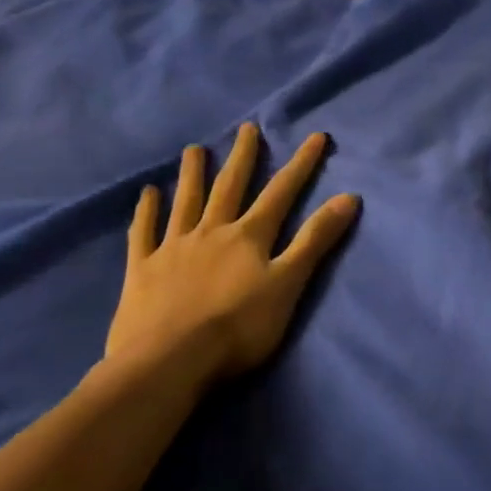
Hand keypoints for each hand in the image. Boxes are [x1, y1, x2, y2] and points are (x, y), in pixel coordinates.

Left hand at [102, 124, 359, 394]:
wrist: (169, 362)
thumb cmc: (238, 328)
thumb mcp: (289, 285)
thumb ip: (315, 241)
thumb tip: (349, 197)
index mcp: (249, 237)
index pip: (282, 192)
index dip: (301, 164)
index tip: (317, 136)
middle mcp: (212, 232)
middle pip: (230, 187)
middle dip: (243, 157)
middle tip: (247, 128)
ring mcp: (173, 249)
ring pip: (186, 202)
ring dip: (193, 174)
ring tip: (195, 149)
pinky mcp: (142, 271)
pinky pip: (143, 233)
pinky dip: (147, 212)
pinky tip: (147, 194)